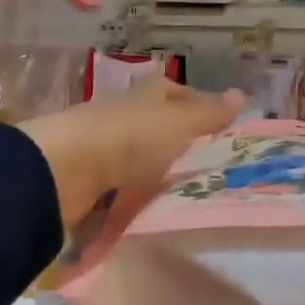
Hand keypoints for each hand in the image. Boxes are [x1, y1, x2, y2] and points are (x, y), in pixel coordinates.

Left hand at [16, 77, 243, 248]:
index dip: (198, 105)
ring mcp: (103, 150)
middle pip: (158, 126)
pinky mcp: (89, 182)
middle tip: (212, 168)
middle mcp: (124, 116)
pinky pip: (121, 188)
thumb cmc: (129, 137)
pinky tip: (154, 211)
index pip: (177, 93)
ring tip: (190, 196)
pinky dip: (135, 197)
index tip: (220, 127)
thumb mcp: (179, 123)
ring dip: (157, 174)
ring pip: (140, 159)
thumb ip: (210, 114)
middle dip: (180, 143)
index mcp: (146, 95)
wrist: (62, 173)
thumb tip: (243, 94)